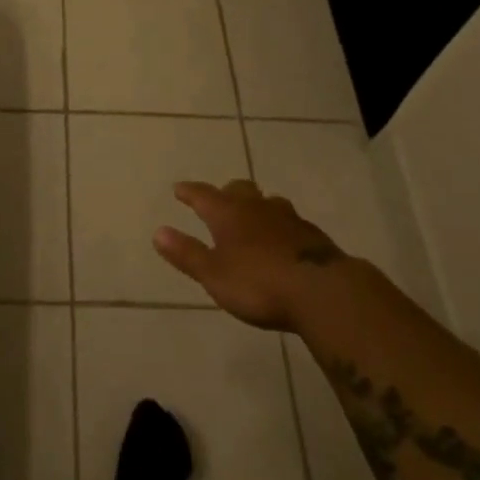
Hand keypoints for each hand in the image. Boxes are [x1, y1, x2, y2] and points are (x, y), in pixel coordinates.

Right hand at [154, 179, 362, 330]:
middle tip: (219, 200)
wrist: (322, 291)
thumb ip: (187, 253)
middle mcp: (256, 207)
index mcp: (228, 213)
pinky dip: (279, 225)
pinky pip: (290, 221)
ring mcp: (287, 218)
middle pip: (238, 189)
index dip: (189, 192)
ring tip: (253, 216)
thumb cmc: (259, 284)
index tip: (179, 189)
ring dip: (256, 205)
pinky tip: (283, 239)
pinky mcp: (312, 235)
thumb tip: (158, 231)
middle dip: (226, 193)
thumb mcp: (214, 275)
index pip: (203, 195)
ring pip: (267, 202)